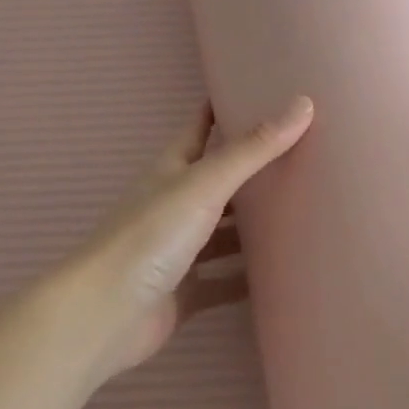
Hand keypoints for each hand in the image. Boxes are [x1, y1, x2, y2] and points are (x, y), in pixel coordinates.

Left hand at [59, 94, 313, 382]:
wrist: (104, 316)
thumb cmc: (150, 236)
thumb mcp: (204, 184)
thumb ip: (253, 150)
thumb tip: (303, 104)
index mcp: (172, 170)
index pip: (200, 128)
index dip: (223, 109)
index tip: (258, 92)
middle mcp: (174, 204)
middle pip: (219, 180)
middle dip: (253, 170)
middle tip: (303, 155)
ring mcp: (178, 250)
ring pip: (224, 232)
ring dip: (254, 225)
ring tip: (304, 212)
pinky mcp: (186, 291)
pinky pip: (225, 280)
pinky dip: (249, 277)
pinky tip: (284, 273)